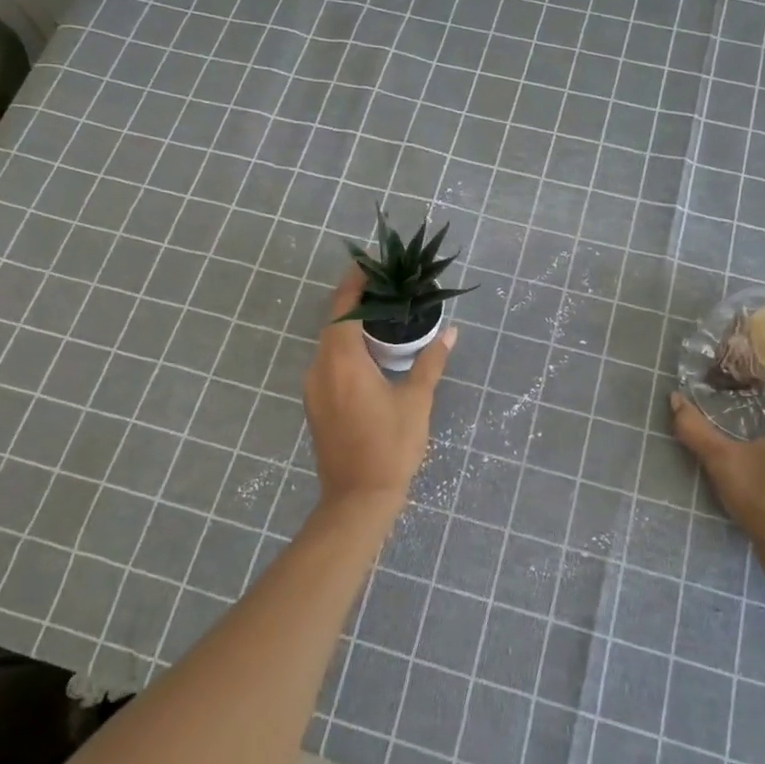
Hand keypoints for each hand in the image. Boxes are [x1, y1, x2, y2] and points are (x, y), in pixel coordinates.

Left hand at [302, 266, 455, 521]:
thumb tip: (450, 333)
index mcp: (342, 362)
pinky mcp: (315, 404)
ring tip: (383, 316)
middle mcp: (320, 369)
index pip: (343, 308)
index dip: (355, 282)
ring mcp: (313, 388)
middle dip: (355, 301)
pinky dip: (346, 349)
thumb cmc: (391, 447)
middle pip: (333, 323)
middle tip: (386, 288)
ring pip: (329, 344)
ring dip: (351, 326)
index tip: (371, 263)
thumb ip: (430, 362)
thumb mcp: (416, 402)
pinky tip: (370, 354)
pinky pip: (328, 363)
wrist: (357, 500)